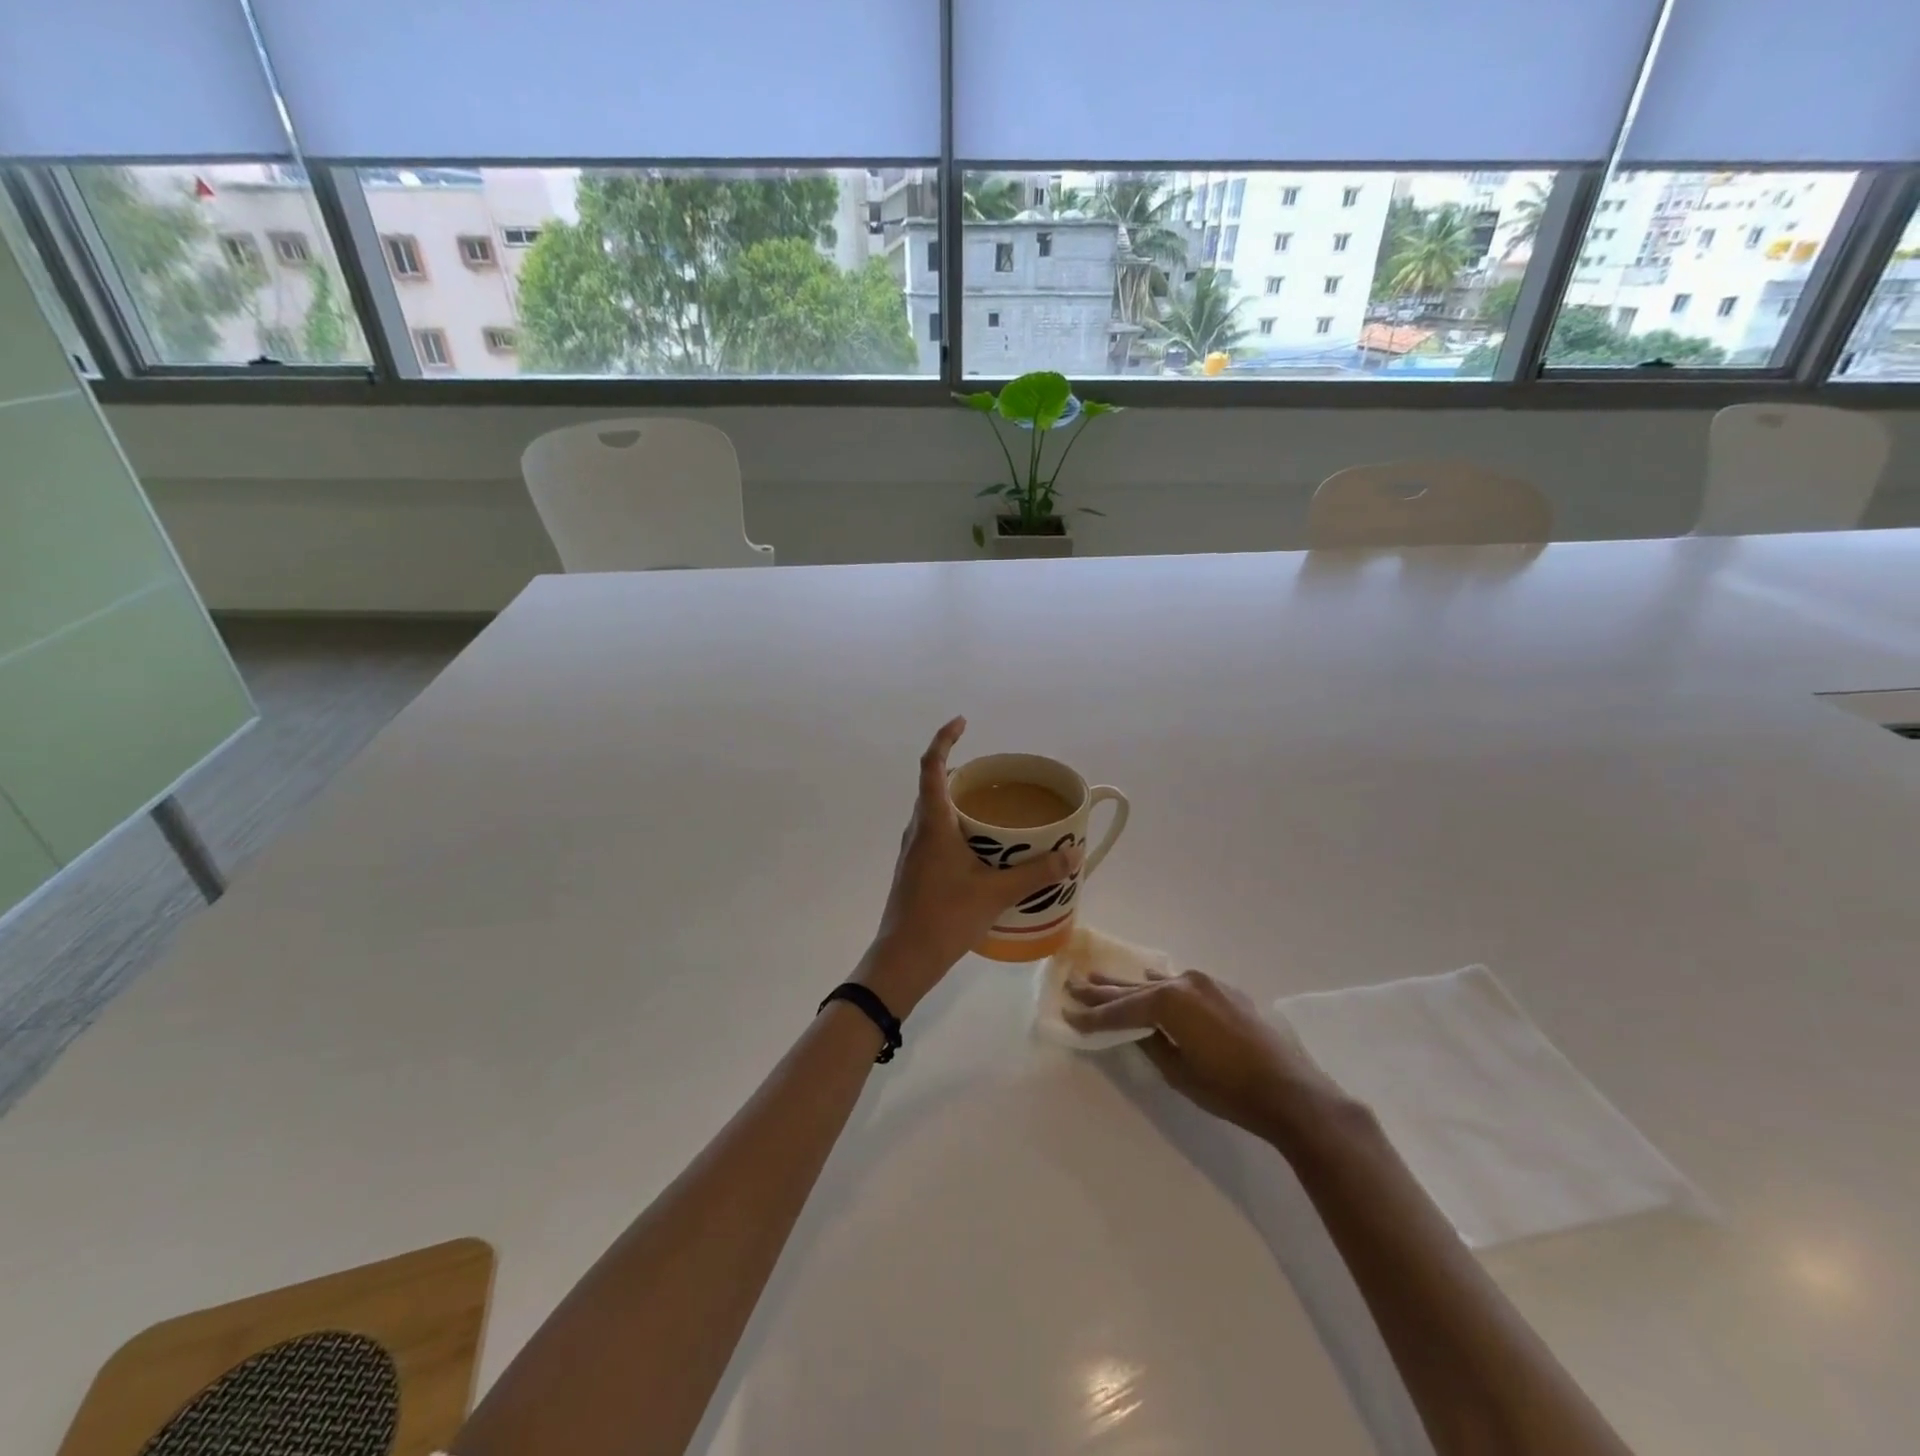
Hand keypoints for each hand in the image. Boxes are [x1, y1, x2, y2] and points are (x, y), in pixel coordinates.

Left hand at [858, 718, 1080, 1016]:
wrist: (903, 958)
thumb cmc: (945, 917)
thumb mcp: (996, 893)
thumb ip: (1037, 873)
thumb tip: (1074, 855)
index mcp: (932, 823)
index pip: (933, 766)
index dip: (945, 739)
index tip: (962, 722)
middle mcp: (918, 830)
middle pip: (933, 786)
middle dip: (960, 771)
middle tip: (993, 773)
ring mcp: (913, 851)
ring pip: (934, 812)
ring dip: (958, 801)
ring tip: (992, 806)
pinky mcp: (915, 869)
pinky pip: (935, 833)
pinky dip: (956, 827)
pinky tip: (980, 847)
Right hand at [1064, 969, 1347, 1142]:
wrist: (1292, 1092)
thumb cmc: (1230, 1090)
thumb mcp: (1179, 1073)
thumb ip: (1152, 1044)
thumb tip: (1137, 1031)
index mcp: (1169, 1002)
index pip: (1121, 1011)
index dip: (1092, 1016)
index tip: (1067, 1015)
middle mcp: (1184, 983)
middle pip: (1134, 989)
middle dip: (1102, 991)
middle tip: (1072, 984)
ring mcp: (1207, 983)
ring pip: (1157, 984)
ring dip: (1129, 986)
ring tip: (1097, 978)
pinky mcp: (1225, 992)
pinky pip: (1182, 985)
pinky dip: (1161, 986)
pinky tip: (1148, 981)